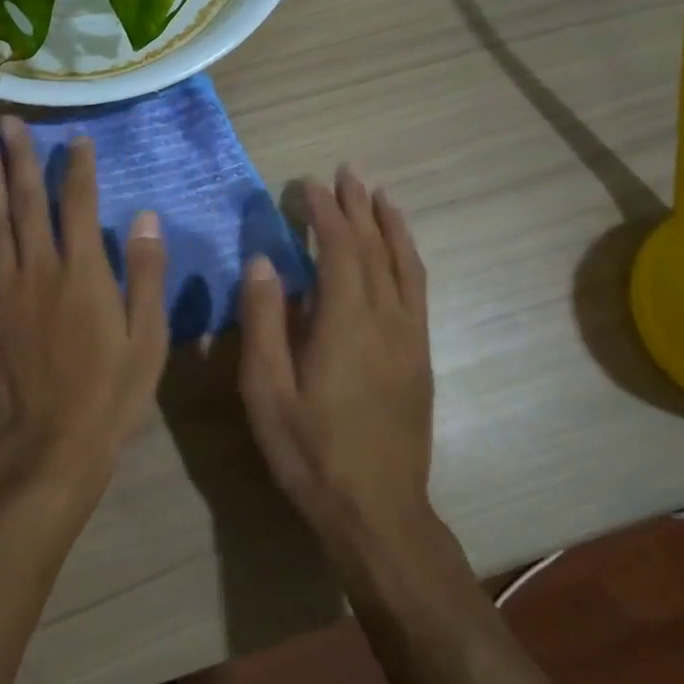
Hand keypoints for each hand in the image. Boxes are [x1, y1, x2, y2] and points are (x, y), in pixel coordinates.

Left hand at [0, 117, 168, 489]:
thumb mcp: (148, 337)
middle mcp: (41, 268)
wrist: (54, 443)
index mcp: (84, 271)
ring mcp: (6, 288)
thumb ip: (147, 274)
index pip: (81, 204)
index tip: (76, 137)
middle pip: (30, 202)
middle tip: (9, 121)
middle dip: (22, 158)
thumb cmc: (112, 392)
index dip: (79, 167)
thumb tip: (147, 218)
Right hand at [237, 166, 439, 563]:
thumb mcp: (267, 390)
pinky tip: (399, 252)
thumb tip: (263, 262)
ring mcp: (410, 338)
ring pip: (406, 266)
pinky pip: (417, 291)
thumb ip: (263, 321)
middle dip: (359, 206)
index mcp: (346, 323)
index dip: (324, 211)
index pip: (339, 249)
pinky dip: (408, 258)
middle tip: (346, 172)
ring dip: (391, 225)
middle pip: (376, 248)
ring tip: (379, 195)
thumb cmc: (310, 451)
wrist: (378, 511)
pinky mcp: (420, 357)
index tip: (306, 183)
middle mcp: (386, 320)